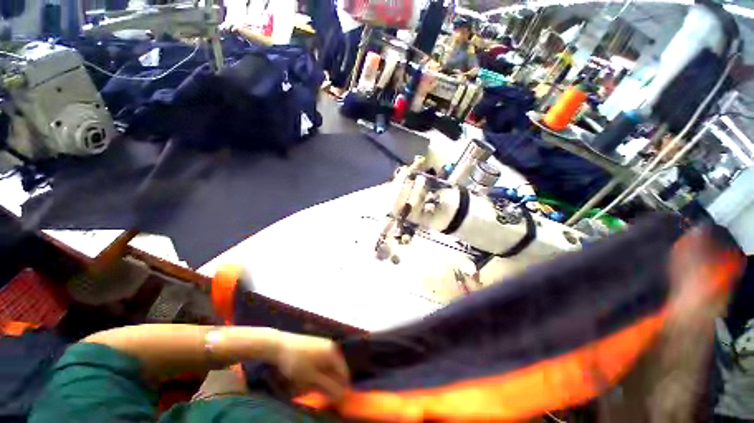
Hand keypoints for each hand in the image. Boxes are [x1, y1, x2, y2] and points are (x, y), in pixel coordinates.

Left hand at [273, 332, 350, 399]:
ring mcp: (323, 345)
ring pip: (327, 366)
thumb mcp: (312, 377)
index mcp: (333, 353)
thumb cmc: (298, 362)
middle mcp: (331, 347)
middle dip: (328, 382)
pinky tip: (306, 377)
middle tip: (317, 391)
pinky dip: (316, 371)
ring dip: (321, 378)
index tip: (332, 398)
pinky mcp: (316, 346)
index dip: (340, 386)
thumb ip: (327, 385)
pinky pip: (321, 361)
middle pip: (335, 369)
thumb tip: (342, 393)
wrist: (281, 346)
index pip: (343, 372)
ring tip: (309, 385)